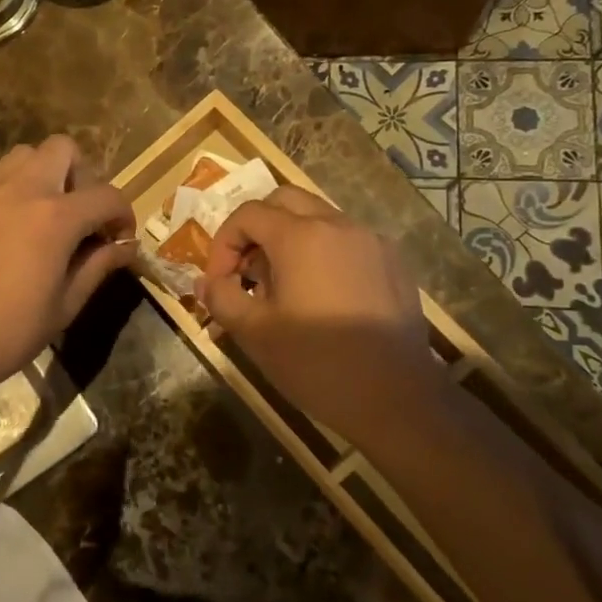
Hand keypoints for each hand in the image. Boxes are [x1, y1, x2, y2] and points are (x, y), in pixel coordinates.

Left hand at [0, 137, 135, 399]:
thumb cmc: (11, 331)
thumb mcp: (66, 304)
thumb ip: (98, 266)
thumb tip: (124, 247)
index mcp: (54, 217)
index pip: (106, 195)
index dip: (123, 215)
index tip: (119, 239)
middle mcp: (20, 191)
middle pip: (62, 149)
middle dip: (81, 176)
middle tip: (79, 216)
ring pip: (23, 156)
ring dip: (43, 176)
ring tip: (42, 217)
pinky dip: (9, 195)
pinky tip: (5, 235)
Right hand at [196, 186, 436, 443]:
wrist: (396, 399)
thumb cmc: (316, 363)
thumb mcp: (255, 333)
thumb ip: (222, 297)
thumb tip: (205, 282)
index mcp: (301, 236)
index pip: (248, 214)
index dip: (223, 243)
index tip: (219, 282)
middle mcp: (338, 225)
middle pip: (285, 202)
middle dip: (256, 230)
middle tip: (246, 272)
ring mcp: (372, 242)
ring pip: (318, 219)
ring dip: (289, 241)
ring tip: (280, 289)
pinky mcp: (393, 264)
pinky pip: (347, 242)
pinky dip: (322, 255)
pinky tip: (320, 299)